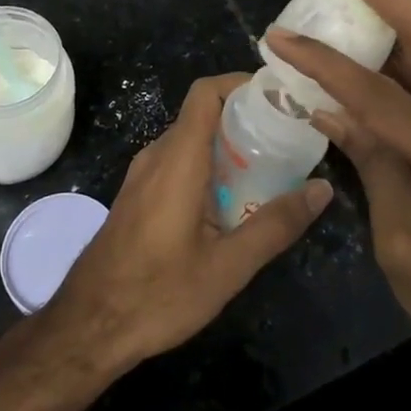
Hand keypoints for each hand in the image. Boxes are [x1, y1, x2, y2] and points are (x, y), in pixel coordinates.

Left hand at [44, 73, 332, 373]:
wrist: (88, 326)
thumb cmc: (158, 293)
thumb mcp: (228, 267)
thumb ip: (276, 225)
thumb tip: (322, 189)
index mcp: (178, 158)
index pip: (206, 92)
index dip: (241, 84)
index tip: (279, 98)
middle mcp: (158, 155)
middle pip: (203, 115)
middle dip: (246, 120)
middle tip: (288, 139)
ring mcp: (143, 175)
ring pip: (191, 141)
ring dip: (228, 147)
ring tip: (271, 170)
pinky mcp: (139, 196)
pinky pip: (178, 163)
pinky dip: (209, 167)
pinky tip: (233, 202)